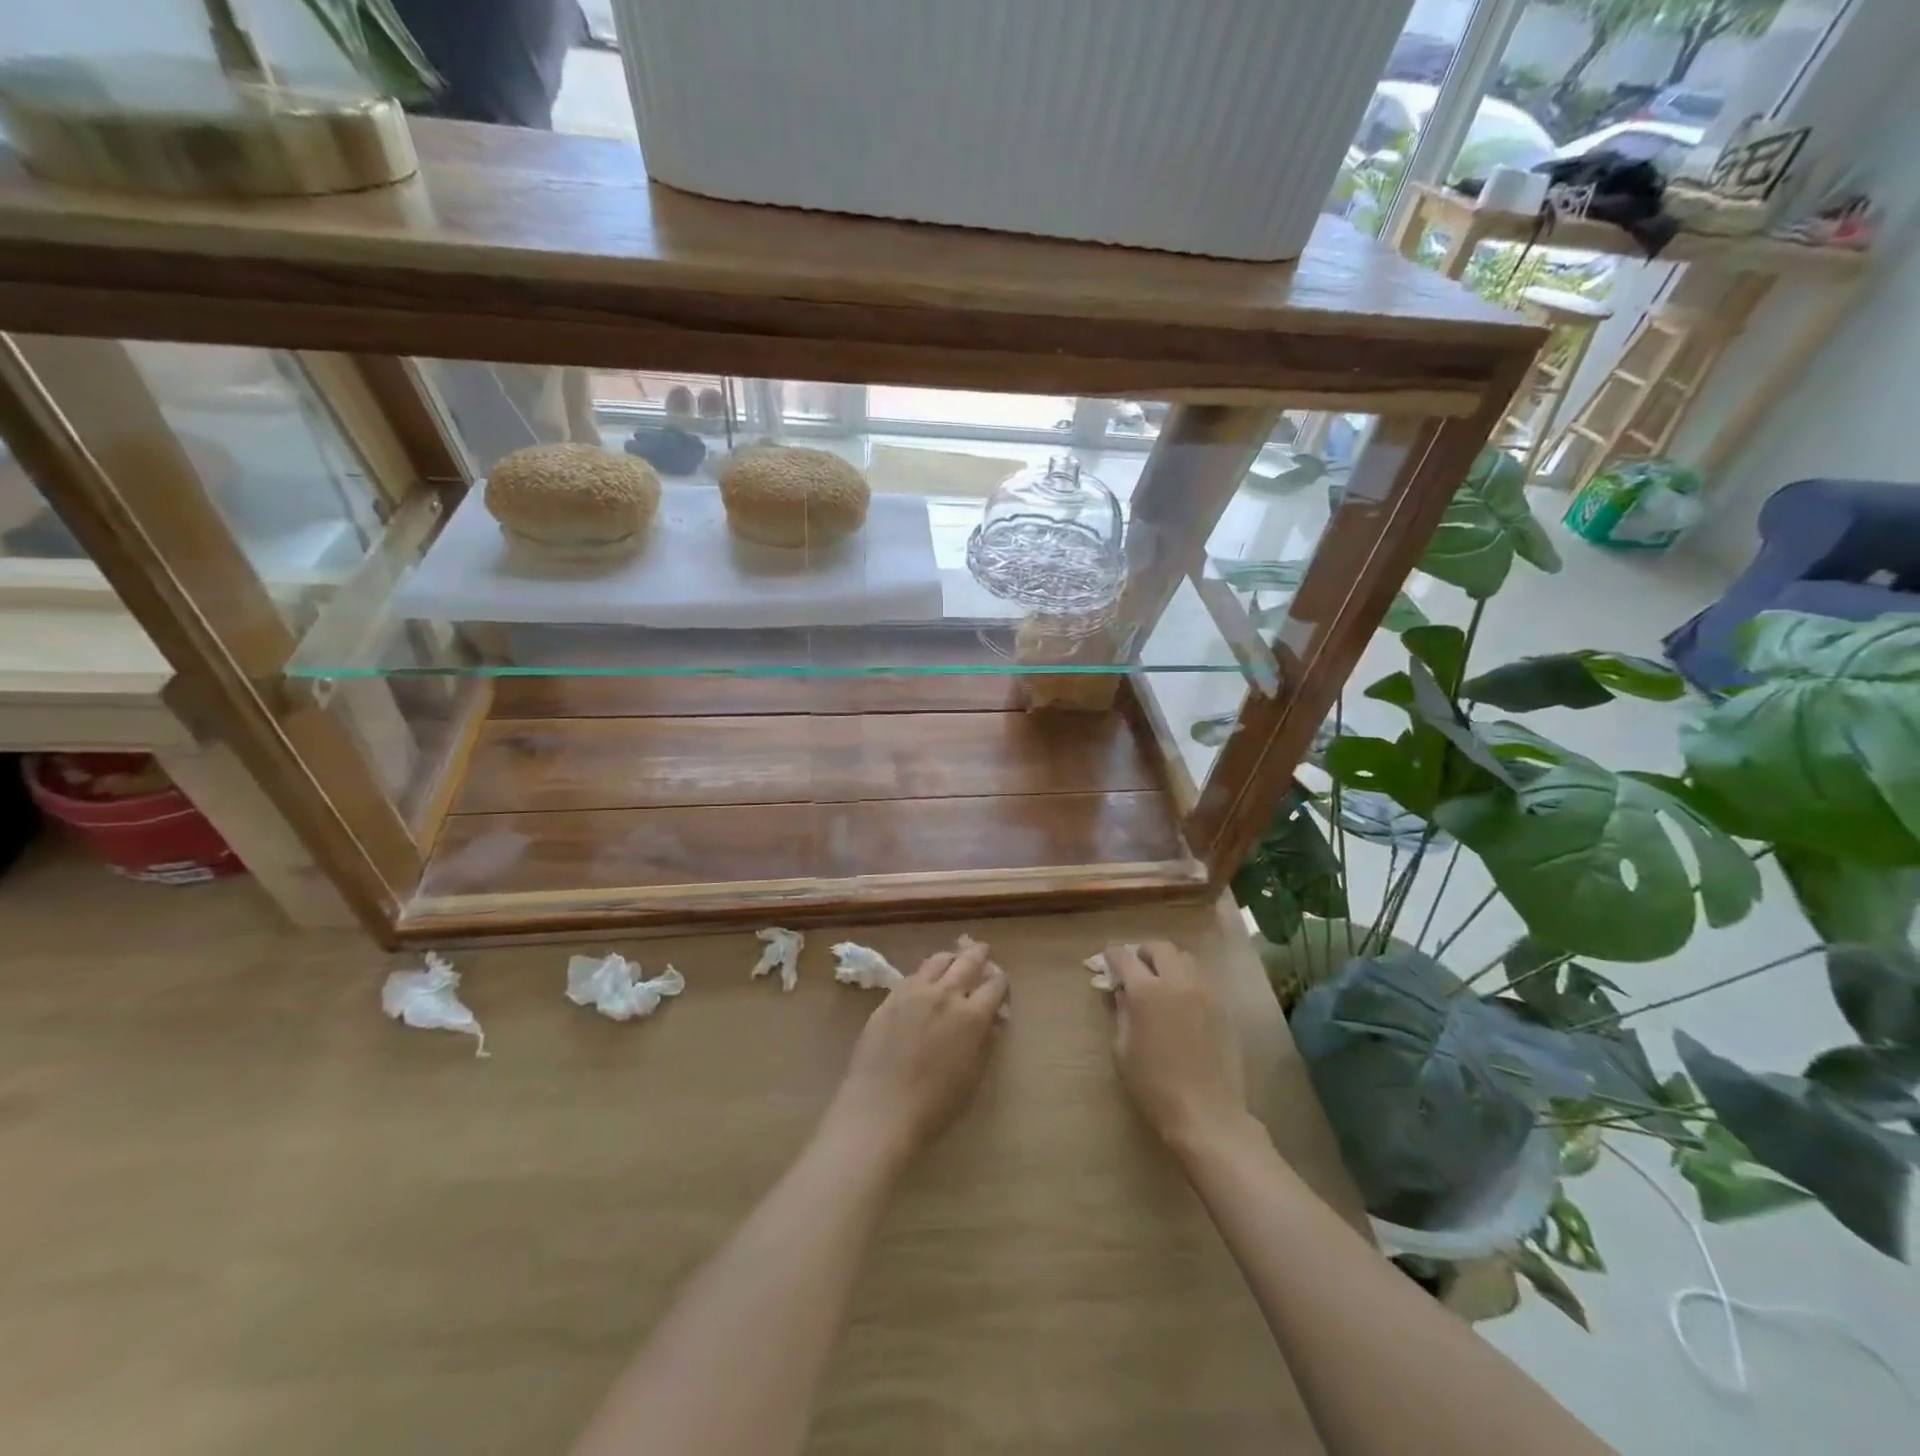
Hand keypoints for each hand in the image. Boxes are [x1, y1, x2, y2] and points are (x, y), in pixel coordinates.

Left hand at [826, 941, 1007, 1158]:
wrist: (880, 1109)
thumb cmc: (934, 1104)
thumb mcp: (972, 1077)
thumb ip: (985, 1042)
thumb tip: (993, 1019)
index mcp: (971, 1016)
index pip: (994, 985)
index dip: (1001, 982)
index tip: (1001, 983)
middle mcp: (946, 995)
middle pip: (968, 961)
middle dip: (979, 954)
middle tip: (983, 949)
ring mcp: (915, 992)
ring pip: (938, 960)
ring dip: (951, 957)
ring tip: (954, 958)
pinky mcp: (891, 997)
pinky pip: (914, 974)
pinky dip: (926, 971)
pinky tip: (926, 977)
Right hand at [1105, 942, 1247, 1147]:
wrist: (1207, 1114)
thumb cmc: (1154, 1086)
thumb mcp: (1123, 1050)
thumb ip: (1121, 1012)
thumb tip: (1120, 991)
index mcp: (1147, 991)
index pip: (1124, 957)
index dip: (1111, 955)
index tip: (1106, 960)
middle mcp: (1177, 981)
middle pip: (1159, 947)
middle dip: (1142, 952)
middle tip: (1133, 968)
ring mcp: (1204, 991)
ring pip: (1184, 958)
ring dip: (1167, 962)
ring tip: (1159, 981)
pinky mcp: (1222, 1006)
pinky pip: (1201, 978)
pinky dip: (1186, 978)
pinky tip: (1180, 1000)